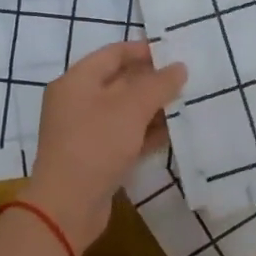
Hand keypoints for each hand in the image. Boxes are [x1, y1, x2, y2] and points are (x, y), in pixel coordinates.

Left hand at [24, 41, 186, 251]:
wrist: (68, 205)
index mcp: (76, 81)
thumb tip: (179, 68)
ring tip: (186, 105)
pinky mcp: (96, 156)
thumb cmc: (96, 144)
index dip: (143, 51)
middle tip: (187, 80)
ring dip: (153, 108)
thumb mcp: (130, 108)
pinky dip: (146, 132)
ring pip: (125, 111)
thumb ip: (158, 84)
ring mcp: (85, 131)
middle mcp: (77, 102)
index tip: (175, 53)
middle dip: (153, 81)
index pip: (113, 53)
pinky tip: (173, 133)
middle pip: (120, 82)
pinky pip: (125, 136)